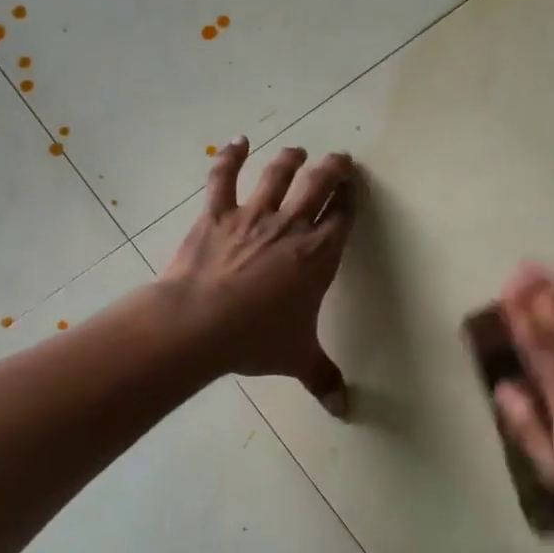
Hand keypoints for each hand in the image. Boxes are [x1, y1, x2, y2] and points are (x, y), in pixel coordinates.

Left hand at [160, 138, 355, 414]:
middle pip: (318, 185)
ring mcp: (252, 216)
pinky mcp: (216, 214)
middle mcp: (291, 227)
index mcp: (319, 255)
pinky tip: (238, 141)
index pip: (342, 216)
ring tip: (297, 151)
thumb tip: (343, 411)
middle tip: (338, 159)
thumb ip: (324, 378)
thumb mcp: (297, 358)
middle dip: (332, 169)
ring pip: (277, 175)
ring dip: (290, 159)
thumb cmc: (255, 338)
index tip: (354, 187)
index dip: (350, 198)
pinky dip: (230, 156)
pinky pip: (224, 178)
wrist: (198, 324)